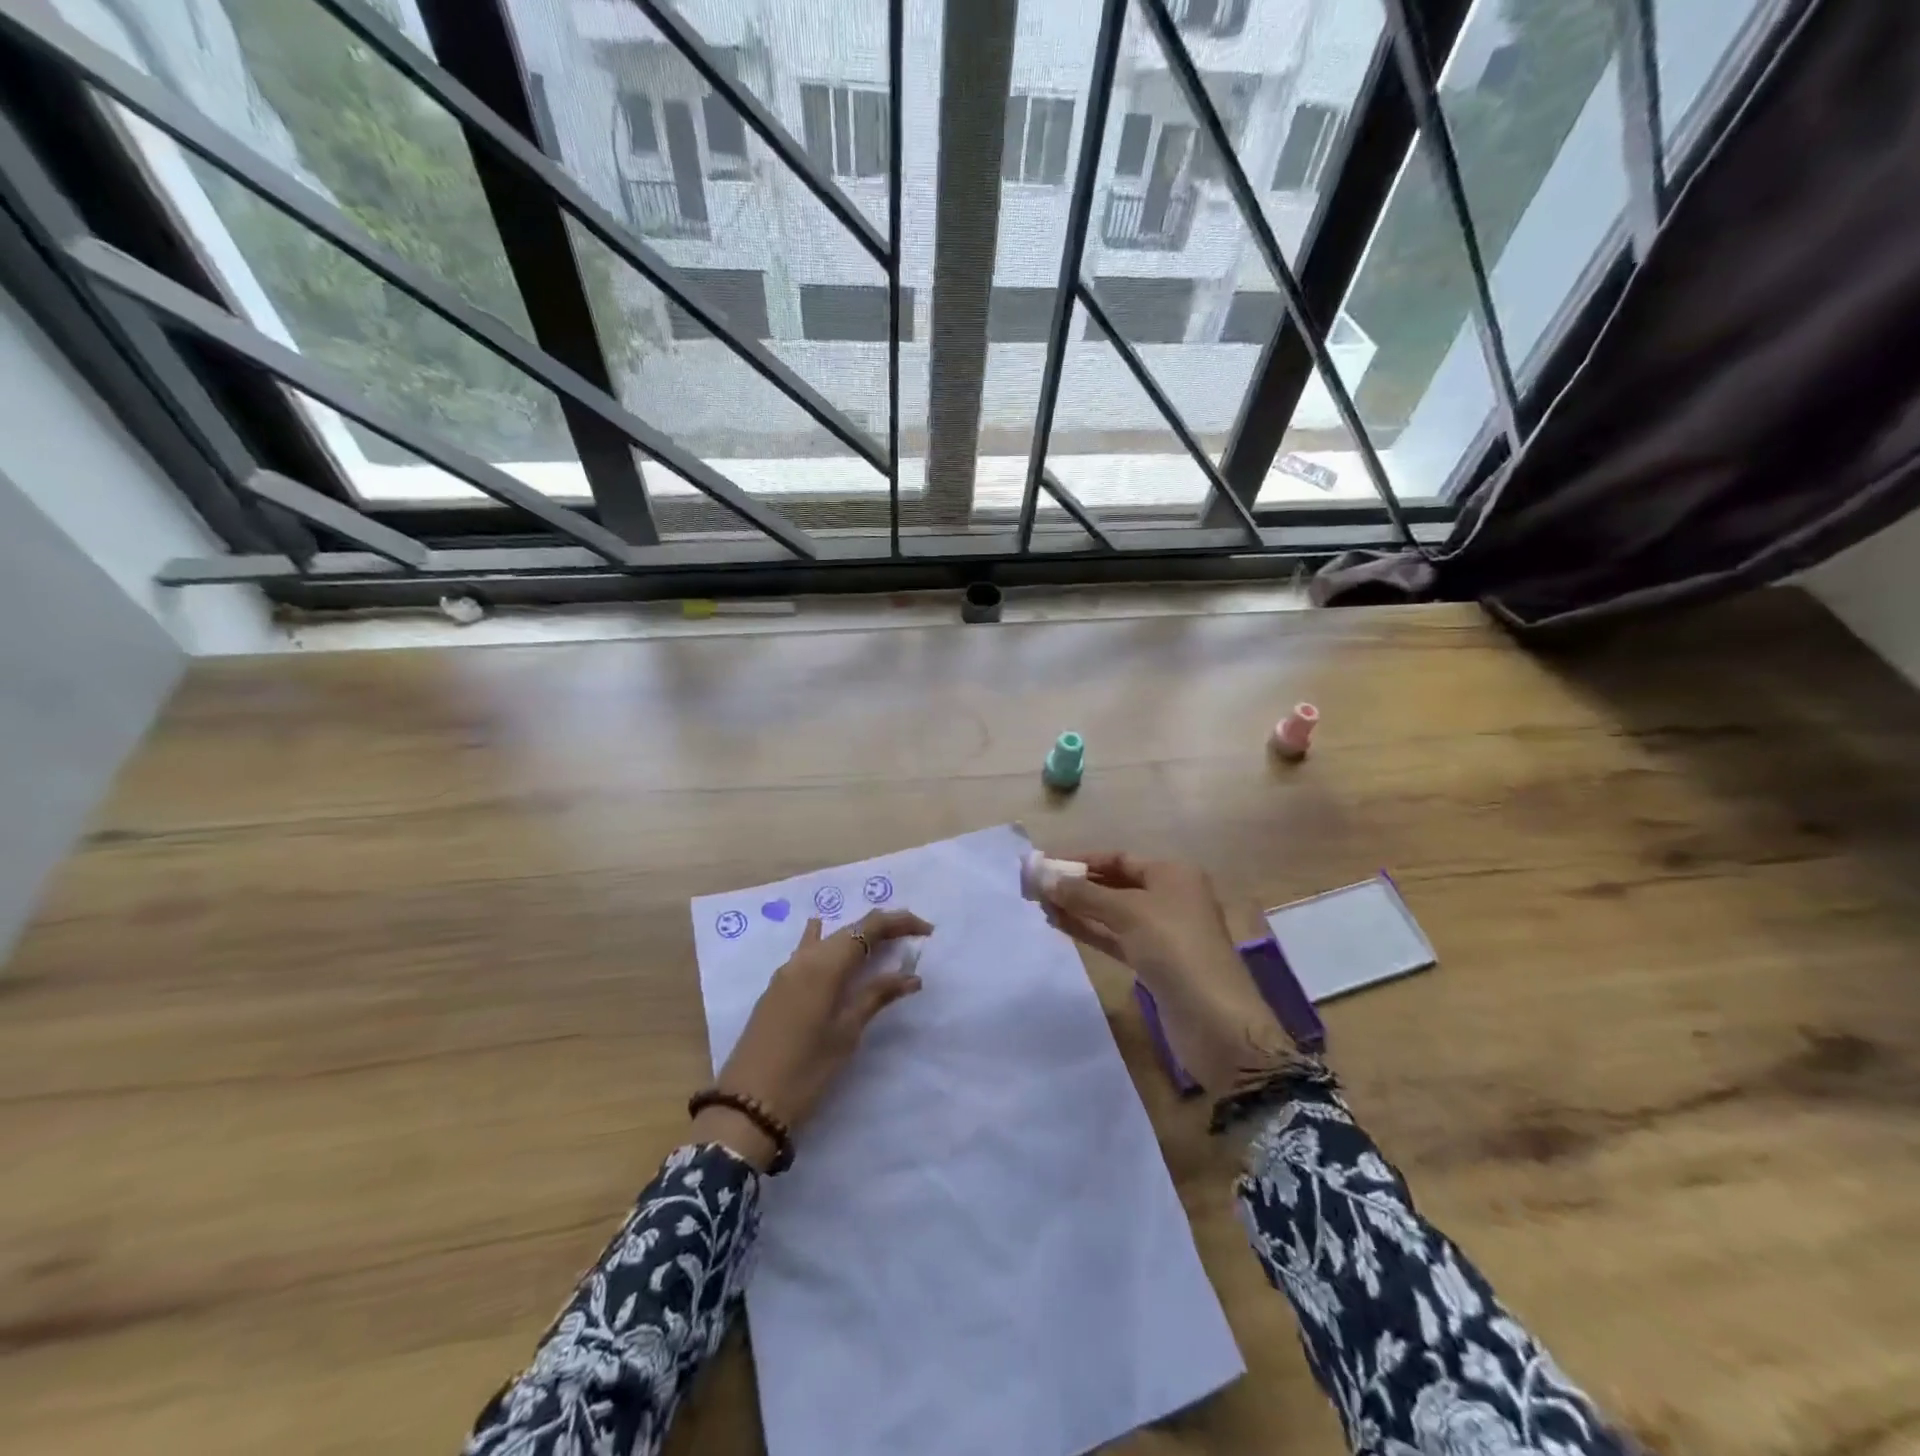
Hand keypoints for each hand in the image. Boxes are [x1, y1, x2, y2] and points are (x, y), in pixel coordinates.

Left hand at [694, 909, 932, 1169]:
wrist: (748, 1104)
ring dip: (856, 938)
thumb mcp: (846, 1033)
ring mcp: (787, 972)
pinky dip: (828, 944)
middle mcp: (805, 958)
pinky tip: (827, 940)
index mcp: (825, 965)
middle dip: (882, 930)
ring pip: (828, 939)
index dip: (900, 922)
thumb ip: (876, 996)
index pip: (869, 927)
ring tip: (881, 945)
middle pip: (850, 929)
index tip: (927, 932)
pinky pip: (808, 952)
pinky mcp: (777, 988)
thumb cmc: (805, 1070)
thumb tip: (911, 976)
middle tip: (912, 941)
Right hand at [1040, 852, 1286, 1092]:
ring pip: (1112, 913)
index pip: (1119, 858)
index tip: (1044, 865)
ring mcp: (1162, 933)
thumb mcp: (1127, 912)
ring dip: (1079, 908)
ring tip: (1039, 904)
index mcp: (1173, 874)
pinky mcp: (1154, 963)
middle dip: (1077, 884)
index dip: (1081, 860)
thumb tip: (1043, 876)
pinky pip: (1115, 938)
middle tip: (1035, 886)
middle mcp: (1170, 897)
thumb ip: (1083, 894)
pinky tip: (1059, 925)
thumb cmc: (1174, 948)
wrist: (1215, 1020)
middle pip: (1115, 884)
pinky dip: (1090, 930)